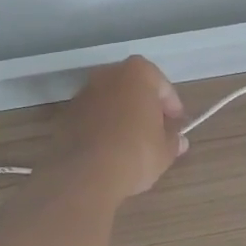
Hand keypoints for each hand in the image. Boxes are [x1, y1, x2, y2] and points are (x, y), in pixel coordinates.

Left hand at [56, 56, 185, 198]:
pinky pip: (93, 116)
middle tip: (155, 131)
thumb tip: (178, 141)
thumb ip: (172, 140)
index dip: (171, 107)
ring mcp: (85, 92)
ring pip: (111, 100)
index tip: (176, 125)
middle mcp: (109, 74)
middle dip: (145, 107)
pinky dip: (102, 126)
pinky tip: (109, 149)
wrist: (85, 173)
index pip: (162, 86)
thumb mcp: (164, 150)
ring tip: (131, 143)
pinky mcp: (67, 113)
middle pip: (134, 88)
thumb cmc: (135, 152)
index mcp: (138, 72)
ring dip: (122, 115)